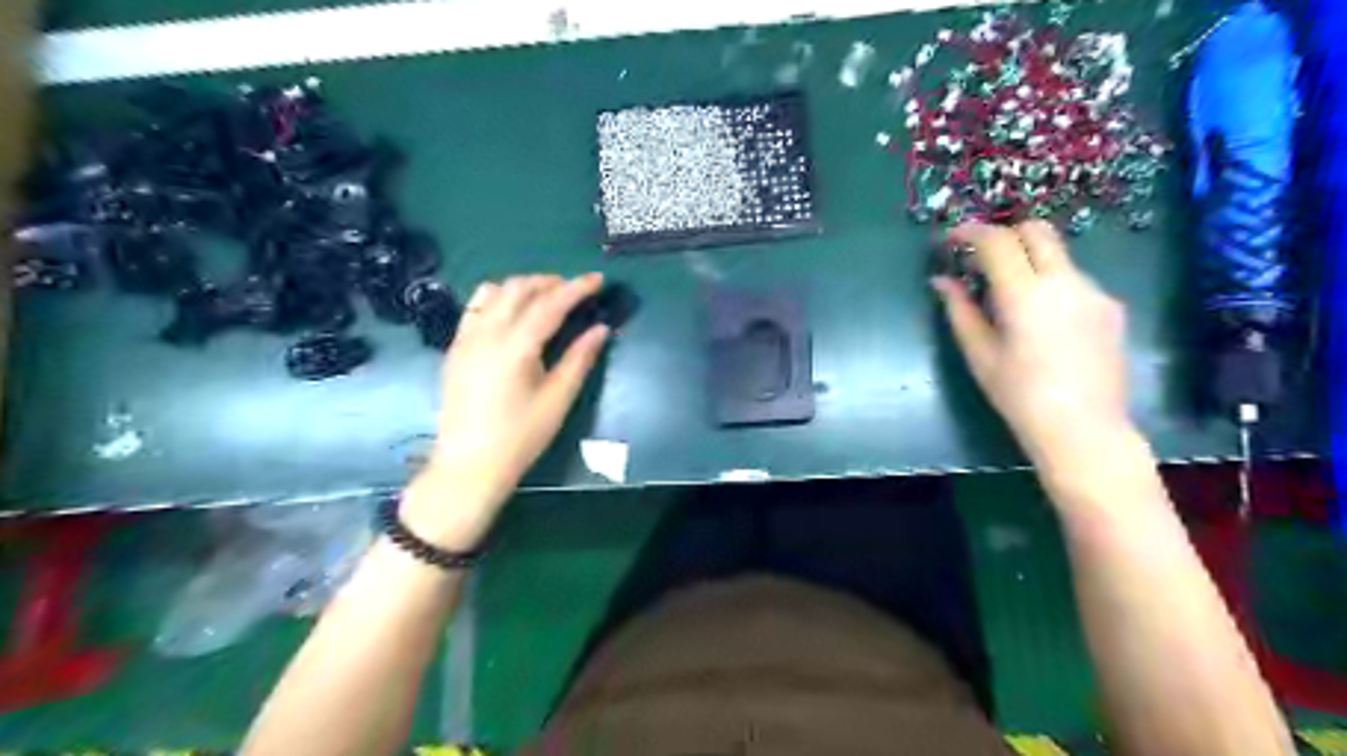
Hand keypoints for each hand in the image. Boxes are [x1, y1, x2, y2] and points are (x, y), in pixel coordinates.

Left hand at [402, 273, 607, 549]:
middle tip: (574, 290)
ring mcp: (466, 338)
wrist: (469, 464)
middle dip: (549, 282)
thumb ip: (579, 359)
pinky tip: (511, 312)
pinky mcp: (455, 348)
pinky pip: (475, 307)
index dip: (577, 288)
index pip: (550, 304)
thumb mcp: (558, 400)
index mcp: (516, 346)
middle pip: (519, 289)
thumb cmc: (520, 437)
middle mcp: (487, 333)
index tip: (598, 279)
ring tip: (544, 297)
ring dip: (522, 286)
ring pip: (493, 291)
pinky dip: (498, 298)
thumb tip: (600, 329)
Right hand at [933, 217, 1127, 467]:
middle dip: (1005, 234)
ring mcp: (1094, 292)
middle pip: (1037, 230)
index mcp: (1025, 294)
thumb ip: (960, 310)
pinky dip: (1051, 284)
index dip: (970, 232)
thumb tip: (941, 281)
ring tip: (1010, 299)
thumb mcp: (979, 354)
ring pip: (1057, 255)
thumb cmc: (1019, 395)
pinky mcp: (1111, 307)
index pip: (997, 241)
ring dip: (1029, 262)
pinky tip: (1042, 321)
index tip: (951, 240)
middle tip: (982, 259)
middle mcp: (1064, 281)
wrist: (1084, 428)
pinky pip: (1075, 280)